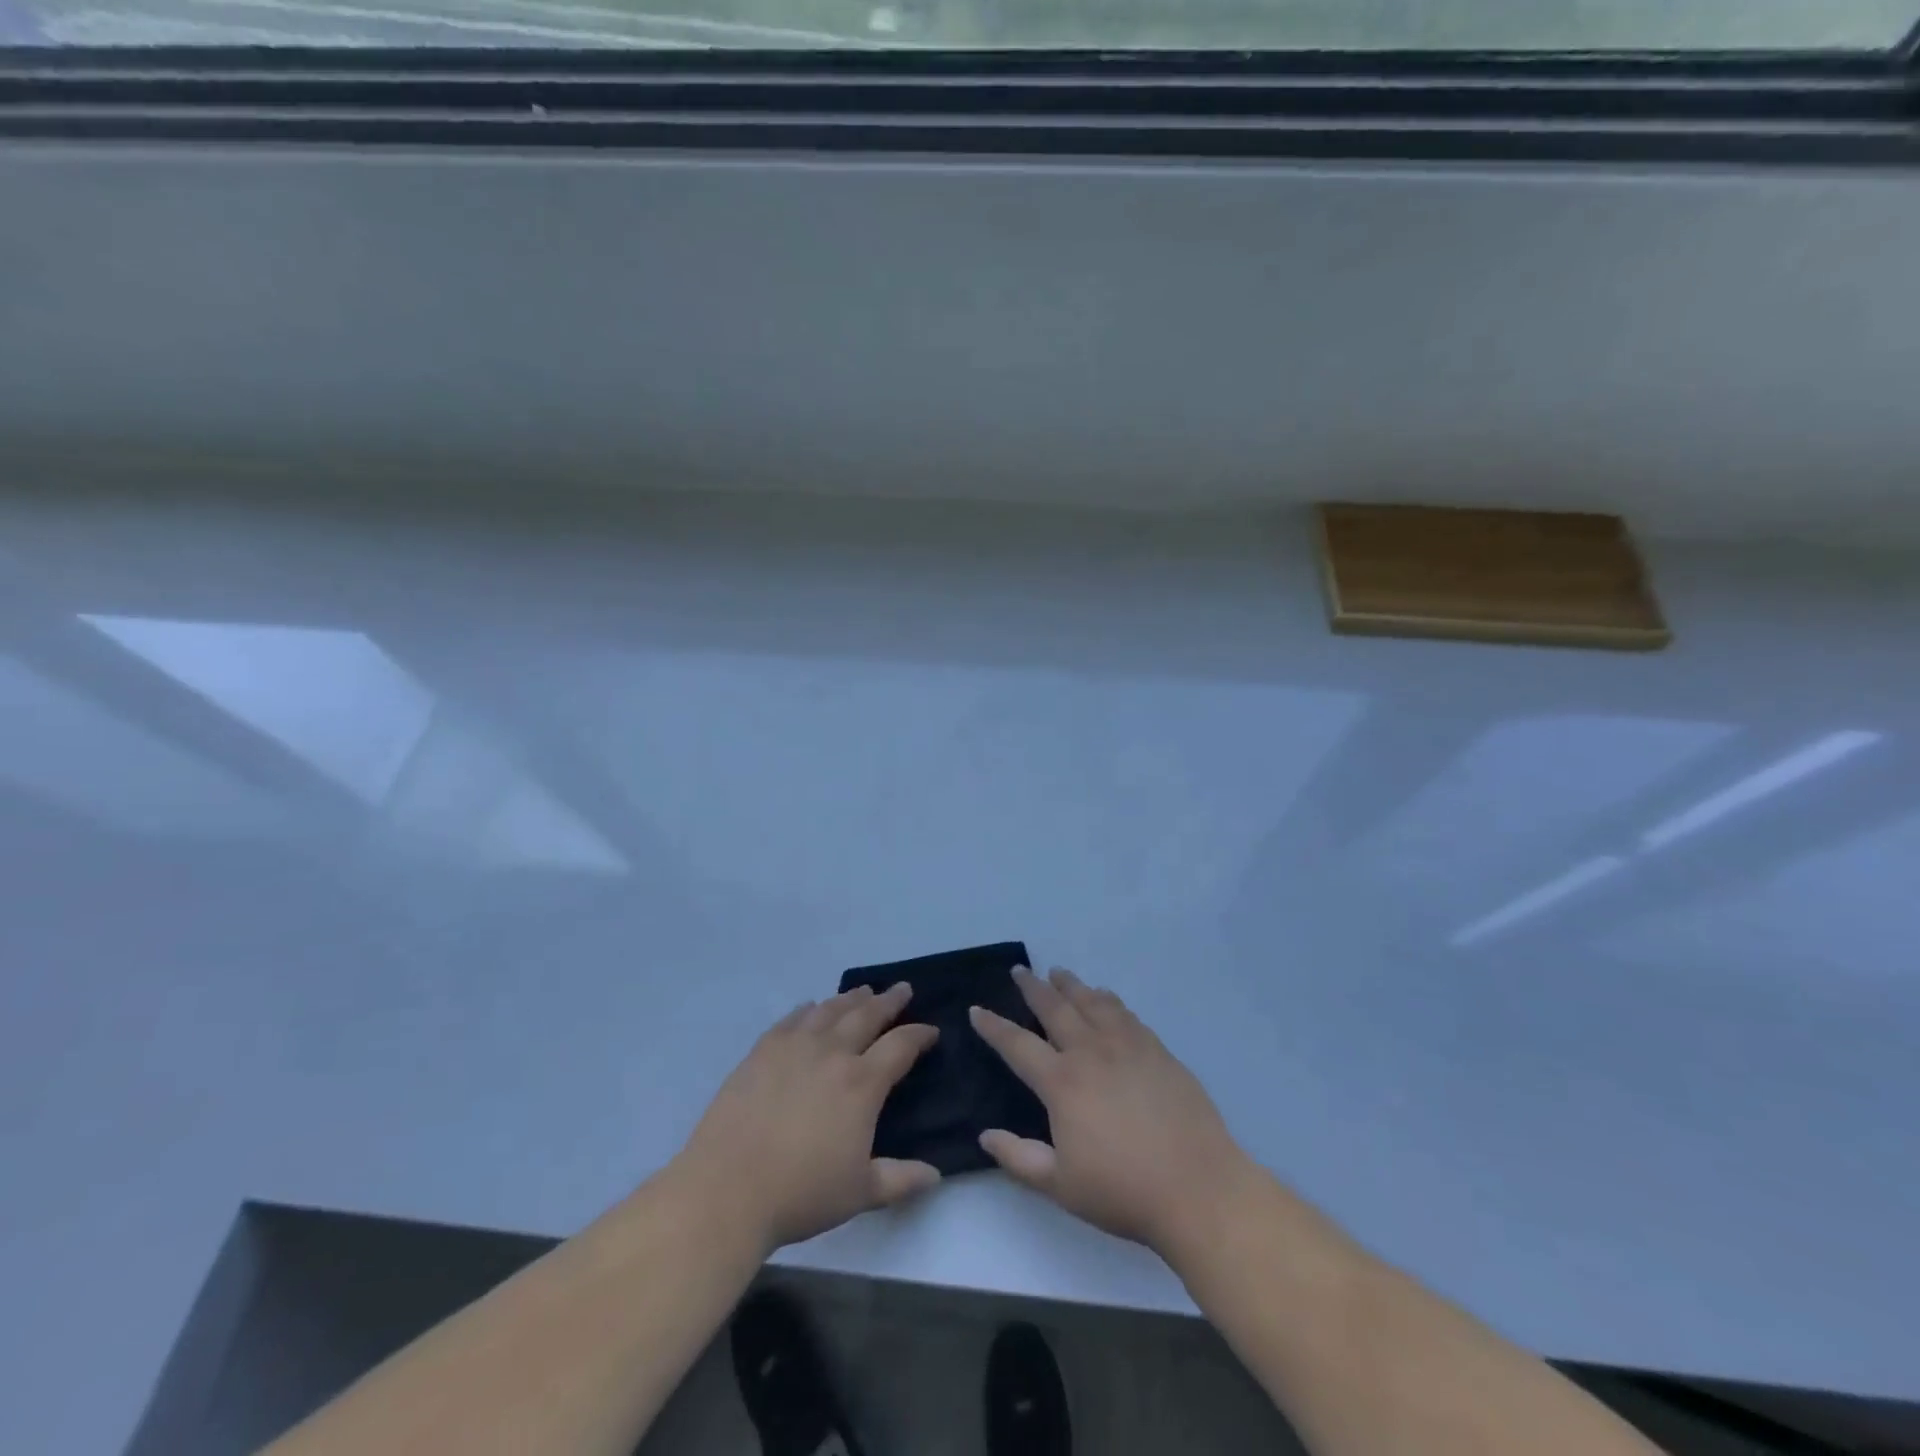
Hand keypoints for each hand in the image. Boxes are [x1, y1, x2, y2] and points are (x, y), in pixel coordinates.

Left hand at [673, 985, 940, 1250]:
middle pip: (867, 1015)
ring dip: (851, 998)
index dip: (919, 1035)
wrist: (727, 1189)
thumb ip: (900, 1179)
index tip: (931, 1030)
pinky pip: (792, 1019)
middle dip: (889, 1001)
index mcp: (862, 1083)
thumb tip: (935, 1175)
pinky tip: (811, 1007)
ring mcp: (794, 1047)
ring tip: (863, 992)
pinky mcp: (762, 1051)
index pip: (901, 1046)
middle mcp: (832, 1053)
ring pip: (830, 1010)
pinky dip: (808, 1009)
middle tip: (902, 989)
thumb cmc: (801, 1193)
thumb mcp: (860, 1193)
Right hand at [971, 967, 1252, 1258]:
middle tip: (1020, 970)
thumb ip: (1019, 1158)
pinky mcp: (1157, 1050)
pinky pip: (1125, 1013)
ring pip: (1092, 1002)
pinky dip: (1108, 999)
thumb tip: (986, 1134)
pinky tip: (1105, 996)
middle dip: (1033, 987)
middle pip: (1055, 1009)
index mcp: (1062, 1083)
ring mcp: (1128, 1046)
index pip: (1017, 1045)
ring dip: (1071, 985)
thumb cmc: (1123, 1191)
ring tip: (1058, 972)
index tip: (977, 1009)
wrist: (1198, 1188)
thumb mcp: (1061, 1185)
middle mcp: (1091, 1052)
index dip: (994, 1027)